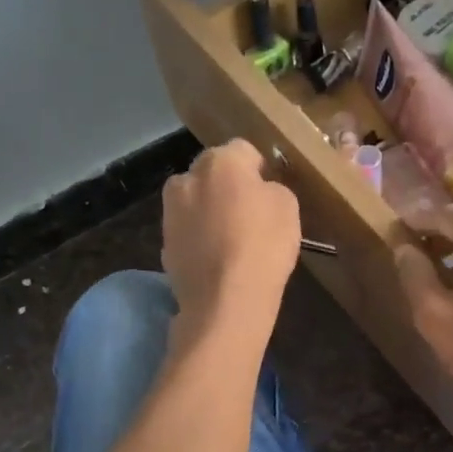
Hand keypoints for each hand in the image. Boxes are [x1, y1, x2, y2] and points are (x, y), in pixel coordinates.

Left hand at [161, 139, 300, 346]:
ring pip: (196, 202)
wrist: (226, 300)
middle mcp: (187, 177)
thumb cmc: (263, 245)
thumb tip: (259, 190)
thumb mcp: (288, 207)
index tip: (269, 192)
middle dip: (228, 187)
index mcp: (220, 161)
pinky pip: (188, 232)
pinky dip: (200, 240)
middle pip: (212, 174)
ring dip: (210, 212)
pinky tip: (216, 261)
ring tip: (231, 240)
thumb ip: (272, 188)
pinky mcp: (164, 244)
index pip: (244, 151)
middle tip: (249, 215)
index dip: (259, 170)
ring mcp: (170, 212)